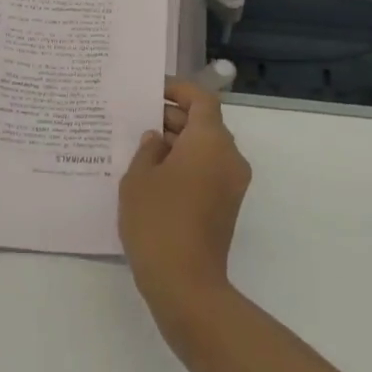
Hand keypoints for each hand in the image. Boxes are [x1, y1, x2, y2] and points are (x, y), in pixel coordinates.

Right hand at [119, 79, 251, 323]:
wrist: (186, 282)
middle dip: (175, 117)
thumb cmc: (157, 221)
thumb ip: (147, 150)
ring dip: (180, 142)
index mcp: (210, 141)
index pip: (202, 100)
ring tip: (142, 147)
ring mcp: (233, 183)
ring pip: (207, 148)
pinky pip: (209, 170)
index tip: (153, 91)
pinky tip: (155, 175)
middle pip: (206, 124)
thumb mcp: (138, 178)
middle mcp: (229, 156)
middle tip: (139, 119)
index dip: (179, 90)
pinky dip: (187, 164)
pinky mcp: (228, 205)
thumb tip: (158, 139)